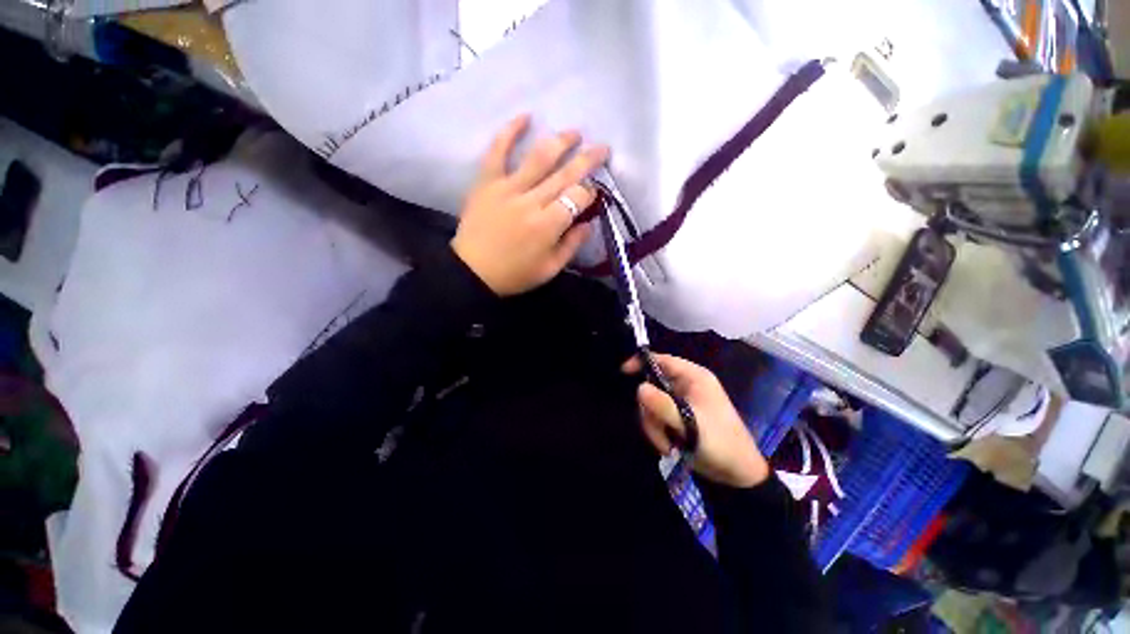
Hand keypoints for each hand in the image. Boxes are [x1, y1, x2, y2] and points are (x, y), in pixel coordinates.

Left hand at [452, 114, 609, 296]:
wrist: (473, 272)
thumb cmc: (515, 274)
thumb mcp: (550, 269)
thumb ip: (572, 245)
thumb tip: (589, 223)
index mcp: (548, 225)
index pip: (577, 198)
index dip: (590, 193)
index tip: (594, 193)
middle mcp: (531, 201)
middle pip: (564, 174)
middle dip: (587, 160)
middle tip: (602, 148)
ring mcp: (507, 188)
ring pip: (539, 158)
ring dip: (560, 142)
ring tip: (575, 133)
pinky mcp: (487, 182)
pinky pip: (498, 151)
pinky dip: (510, 132)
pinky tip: (525, 116)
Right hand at [623, 354, 769, 488]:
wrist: (738, 474)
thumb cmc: (720, 443)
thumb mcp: (690, 425)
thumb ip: (663, 406)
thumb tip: (639, 388)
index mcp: (694, 377)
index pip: (663, 360)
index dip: (642, 362)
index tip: (624, 372)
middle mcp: (686, 386)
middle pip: (653, 386)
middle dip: (650, 410)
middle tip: (657, 430)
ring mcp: (682, 402)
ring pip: (652, 404)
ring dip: (654, 425)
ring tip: (666, 444)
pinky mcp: (679, 417)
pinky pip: (657, 417)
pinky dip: (658, 431)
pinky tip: (669, 446)